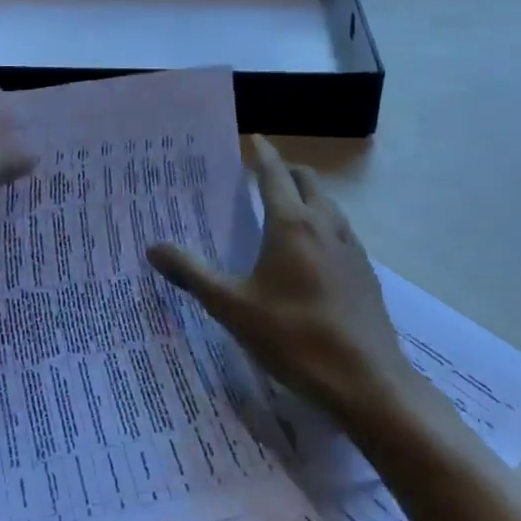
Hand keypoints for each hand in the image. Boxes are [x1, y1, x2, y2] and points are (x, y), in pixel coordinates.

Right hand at [147, 136, 428, 427]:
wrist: (367, 382)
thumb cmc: (294, 337)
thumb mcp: (232, 307)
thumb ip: (192, 273)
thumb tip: (153, 248)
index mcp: (291, 224)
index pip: (274, 174)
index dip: (261, 153)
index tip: (251, 138)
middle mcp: (325, 225)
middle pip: (307, 181)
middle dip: (284, 171)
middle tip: (259, 178)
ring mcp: (351, 248)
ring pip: (328, 205)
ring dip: (306, 196)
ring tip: (282, 212)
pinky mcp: (365, 273)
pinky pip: (341, 231)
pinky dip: (322, 223)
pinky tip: (310, 255)